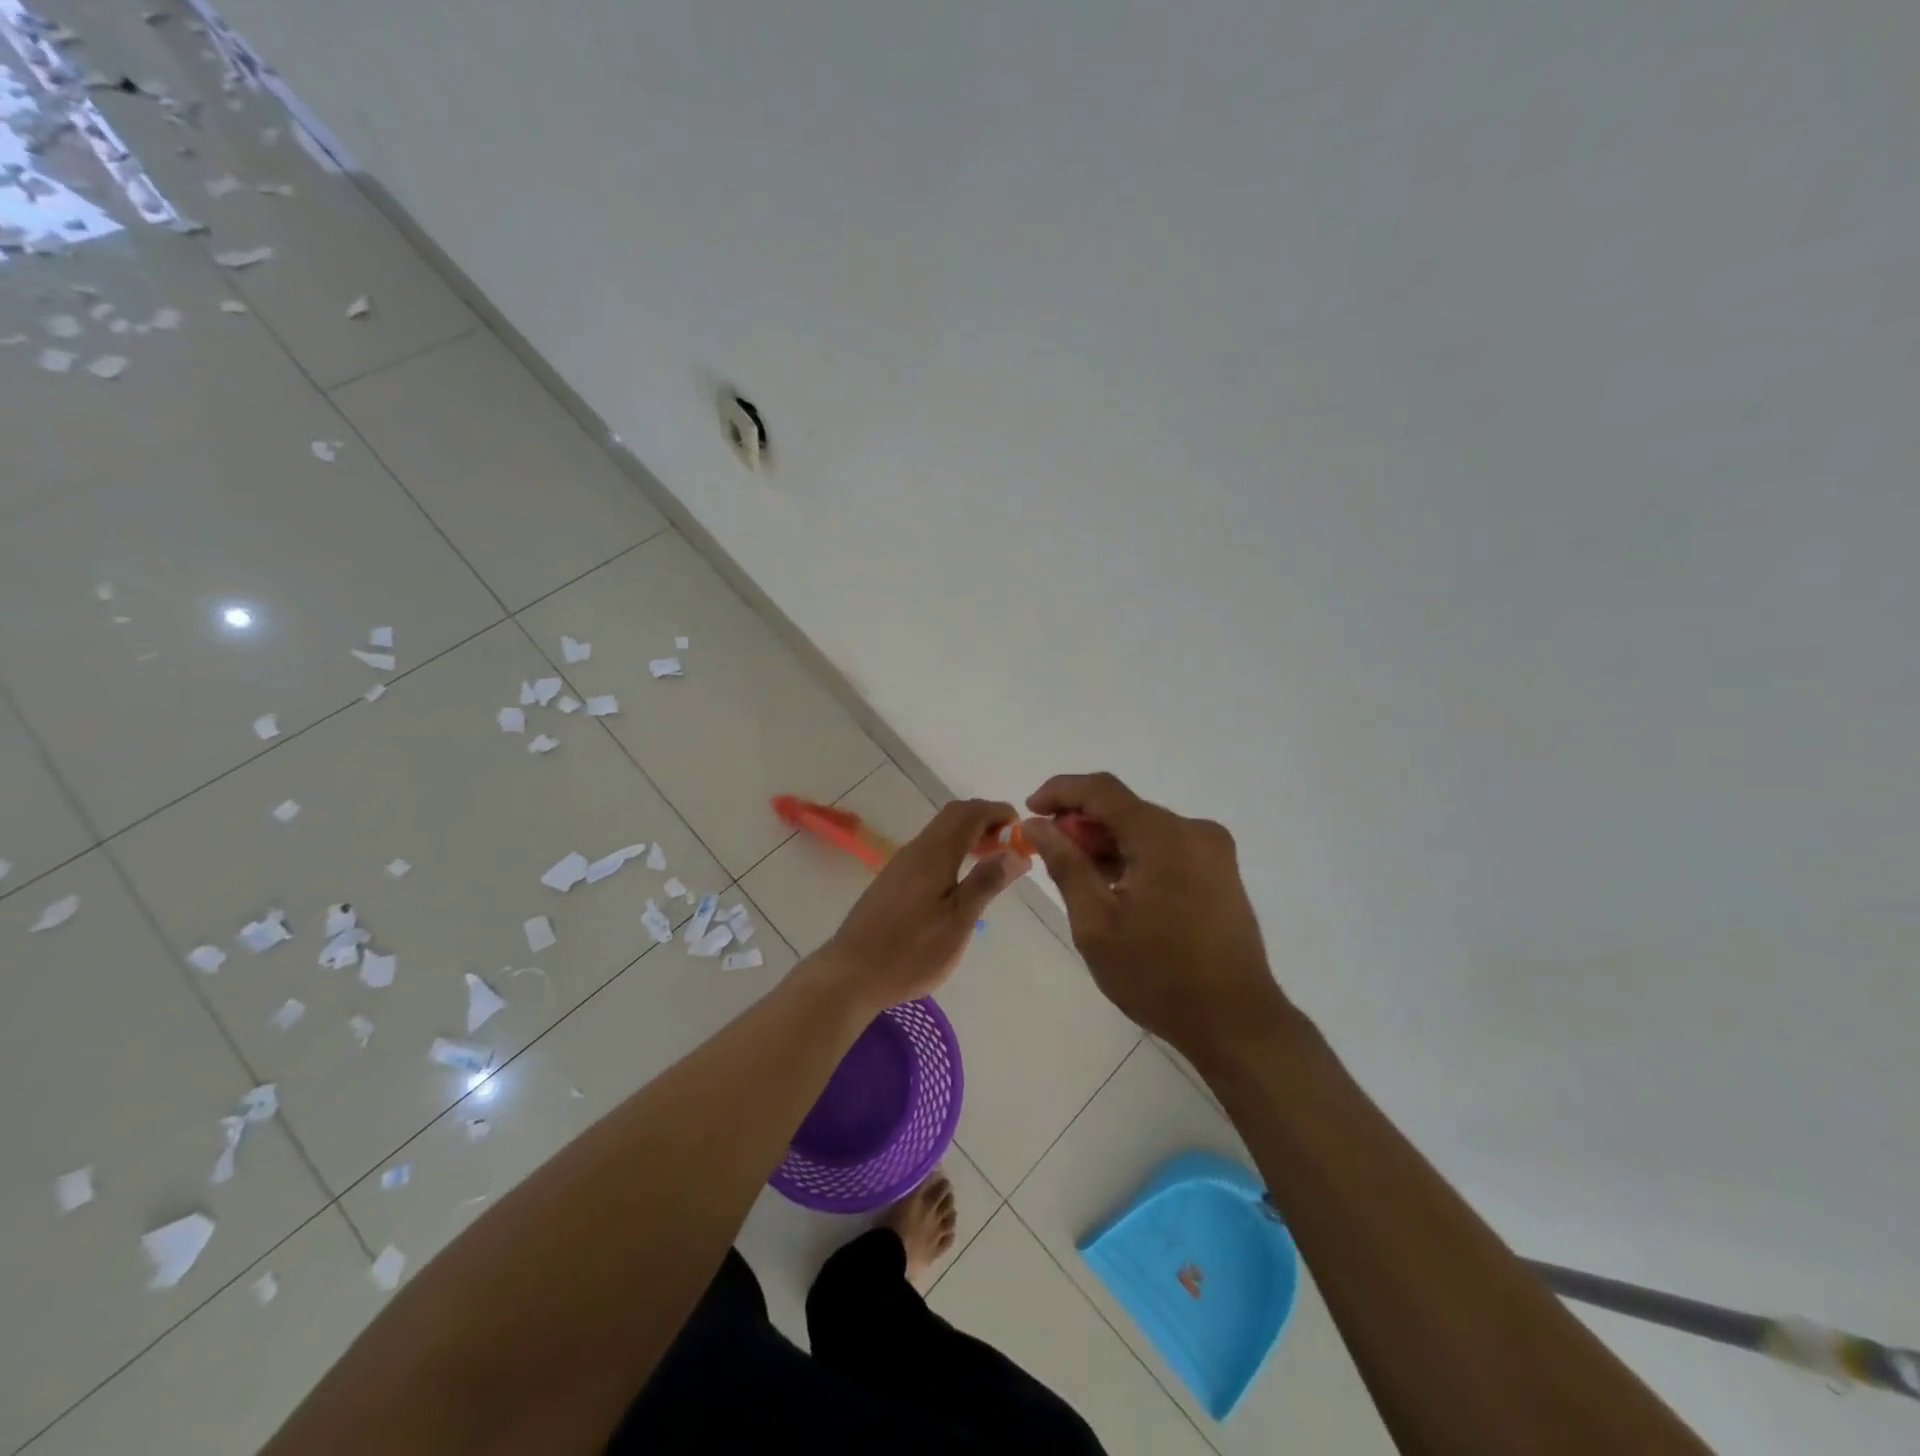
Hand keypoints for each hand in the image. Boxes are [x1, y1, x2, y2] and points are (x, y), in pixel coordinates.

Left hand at [821, 798, 1027, 1012]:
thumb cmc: (911, 951)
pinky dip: (953, 852)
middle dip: (985, 821)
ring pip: (940, 833)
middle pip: (953, 817)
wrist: (851, 974)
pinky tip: (960, 882)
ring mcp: (901, 864)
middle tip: (1010, 846)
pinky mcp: (892, 881)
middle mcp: (916, 849)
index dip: (998, 812)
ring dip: (969, 837)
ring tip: (992, 863)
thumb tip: (1016, 851)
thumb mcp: (958, 921)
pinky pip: (929, 851)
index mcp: (934, 853)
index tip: (1022, 831)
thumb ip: (986, 882)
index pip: (970, 812)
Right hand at [1023, 773, 1290, 1060]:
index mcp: (1164, 836)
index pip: (1102, 790)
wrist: (1236, 1023)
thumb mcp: (1096, 923)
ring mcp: (1213, 851)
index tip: (1029, 810)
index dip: (1060, 791)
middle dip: (1082, 824)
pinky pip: (1166, 848)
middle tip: (1049, 854)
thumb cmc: (1158, 975)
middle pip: (1125, 809)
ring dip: (1107, 843)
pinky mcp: (1220, 872)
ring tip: (1077, 877)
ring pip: (1145, 830)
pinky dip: (1134, 857)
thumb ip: (1065, 864)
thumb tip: (1036, 825)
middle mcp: (1194, 831)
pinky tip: (1114, 887)